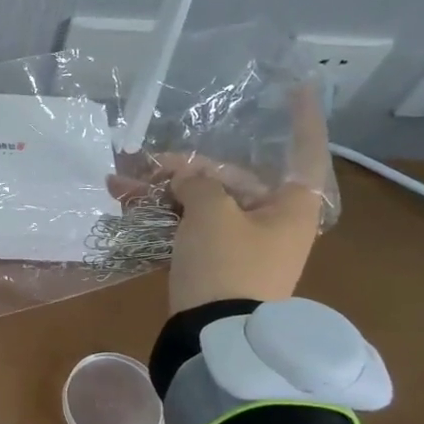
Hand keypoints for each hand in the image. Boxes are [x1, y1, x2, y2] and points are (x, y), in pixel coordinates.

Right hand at [107, 84, 329, 313]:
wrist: (214, 338)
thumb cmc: (226, 265)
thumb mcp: (211, 213)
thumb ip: (198, 183)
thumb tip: (187, 181)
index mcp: (291, 206)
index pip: (304, 151)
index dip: (302, 117)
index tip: (297, 85)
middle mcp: (274, 222)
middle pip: (233, 179)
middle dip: (186, 168)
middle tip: (146, 163)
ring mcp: (244, 245)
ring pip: (205, 204)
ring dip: (164, 192)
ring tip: (119, 185)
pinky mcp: (218, 264)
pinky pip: (193, 229)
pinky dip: (166, 218)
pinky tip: (129, 206)